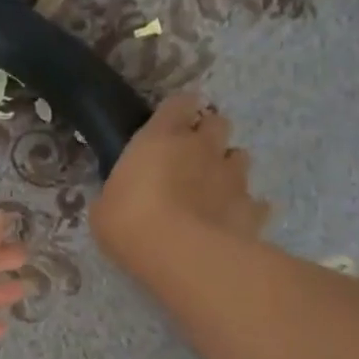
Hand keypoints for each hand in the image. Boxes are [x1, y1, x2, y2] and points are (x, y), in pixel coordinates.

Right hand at [92, 93, 269, 285]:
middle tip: (191, 158)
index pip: (179, 103)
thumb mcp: (104, 208)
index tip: (170, 125)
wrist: (180, 255)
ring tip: (211, 190)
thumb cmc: (129, 222)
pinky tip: (229, 223)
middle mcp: (202, 147)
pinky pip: (255, 202)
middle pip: (218, 122)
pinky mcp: (252, 208)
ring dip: (227, 168)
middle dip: (208, 135)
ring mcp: (232, 176)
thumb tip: (118, 198)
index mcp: (161, 137)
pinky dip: (244, 208)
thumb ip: (118, 193)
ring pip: (240, 157)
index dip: (178, 112)